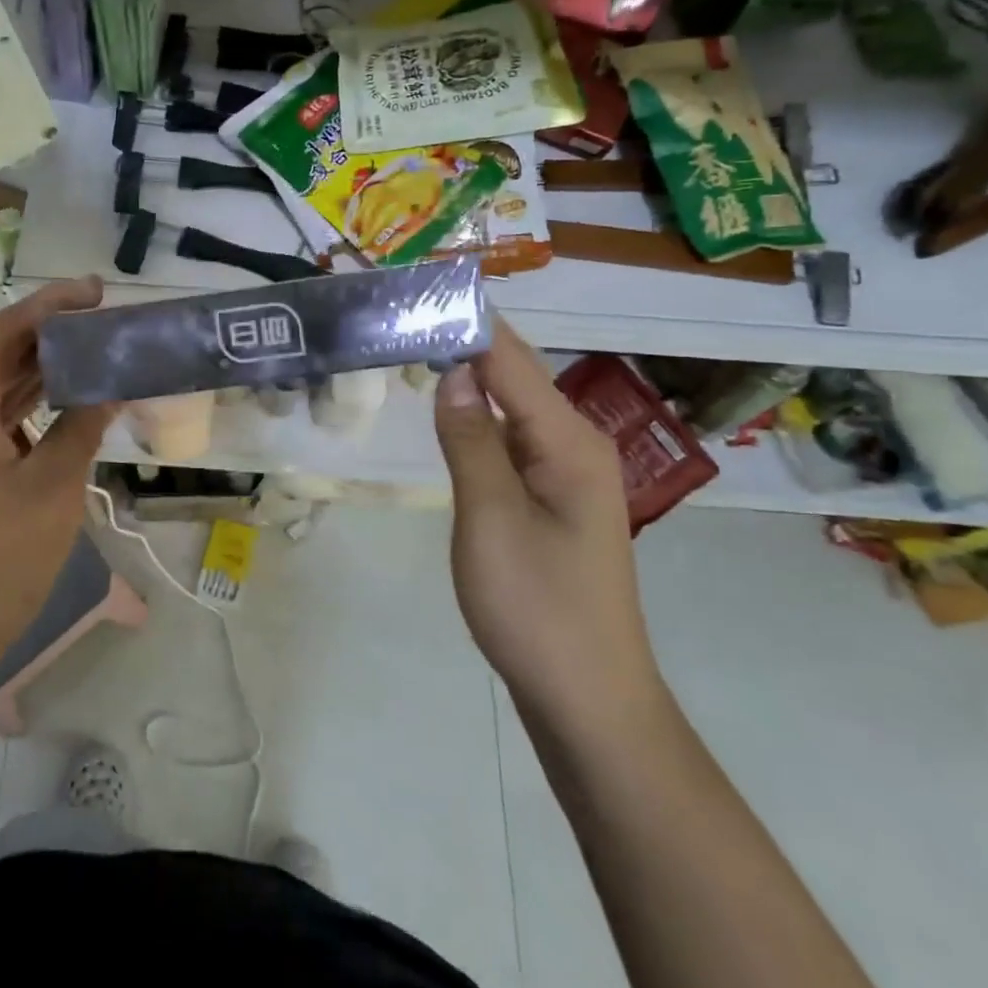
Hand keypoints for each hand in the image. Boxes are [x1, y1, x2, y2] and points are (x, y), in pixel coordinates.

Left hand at [0, 278, 116, 707]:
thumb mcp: (52, 488)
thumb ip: (84, 424)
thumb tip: (116, 382)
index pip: (11, 327)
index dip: (58, 304)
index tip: (100, 289)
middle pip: (2, 352)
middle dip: (57, 339)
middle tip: (113, 325)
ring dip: (44, 373)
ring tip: (100, 354)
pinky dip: (25, 407)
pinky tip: (67, 401)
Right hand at [432, 320, 662, 732]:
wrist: (586, 699)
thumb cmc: (537, 607)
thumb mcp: (491, 518)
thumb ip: (470, 438)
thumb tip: (452, 368)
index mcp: (568, 441)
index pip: (510, 359)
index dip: (465, 320)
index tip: (417, 289)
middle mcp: (574, 445)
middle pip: (514, 374)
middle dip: (462, 339)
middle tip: (401, 314)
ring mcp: (566, 473)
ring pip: (511, 406)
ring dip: (466, 374)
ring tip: (413, 344)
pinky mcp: (551, 499)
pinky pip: (510, 439)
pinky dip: (475, 415)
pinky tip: (446, 408)